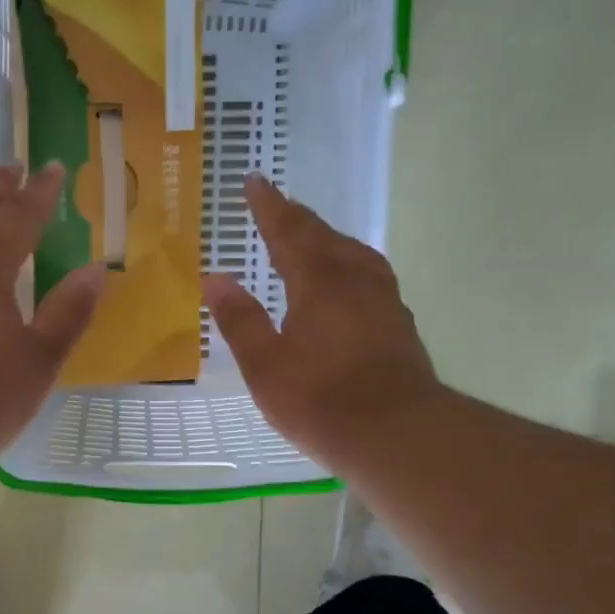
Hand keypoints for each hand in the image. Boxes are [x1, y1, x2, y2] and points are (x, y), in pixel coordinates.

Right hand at [204, 174, 442, 472]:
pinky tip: (349, 283)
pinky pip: (370, 276)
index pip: (288, 230)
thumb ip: (240, 320)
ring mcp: (383, 300)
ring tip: (314, 239)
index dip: (269, 206)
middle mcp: (355, 279)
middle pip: (324, 236)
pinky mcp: (399, 324)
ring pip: (354, 253)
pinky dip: (350, 265)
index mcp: (318, 281)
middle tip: (278, 204)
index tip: (255, 180)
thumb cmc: (319, 400)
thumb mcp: (265, 364)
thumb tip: (215, 279)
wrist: (395, 433)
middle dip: (297, 217)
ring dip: (329, 239)